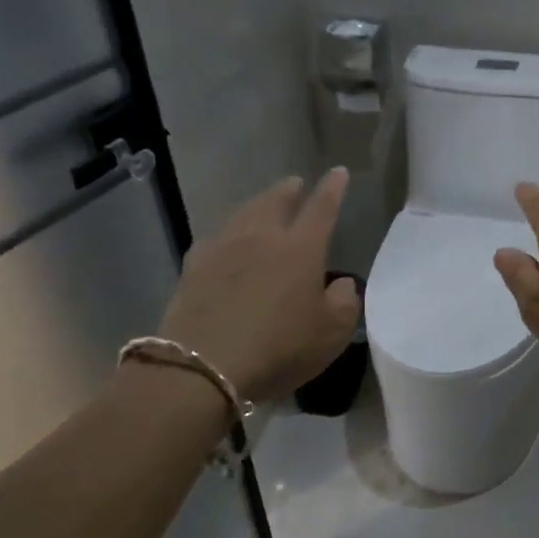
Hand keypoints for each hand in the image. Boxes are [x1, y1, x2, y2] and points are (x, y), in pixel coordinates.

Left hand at [155, 170, 359, 403]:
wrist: (204, 365)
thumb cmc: (280, 348)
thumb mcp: (331, 334)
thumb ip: (345, 303)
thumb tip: (342, 284)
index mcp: (300, 248)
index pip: (322, 208)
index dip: (332, 189)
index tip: (338, 172)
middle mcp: (261, 237)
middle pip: (275, 201)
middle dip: (289, 190)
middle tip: (295, 184)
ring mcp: (222, 248)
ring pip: (243, 213)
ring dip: (257, 205)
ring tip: (263, 205)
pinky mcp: (193, 267)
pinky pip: (215, 238)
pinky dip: (228, 234)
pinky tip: (225, 242)